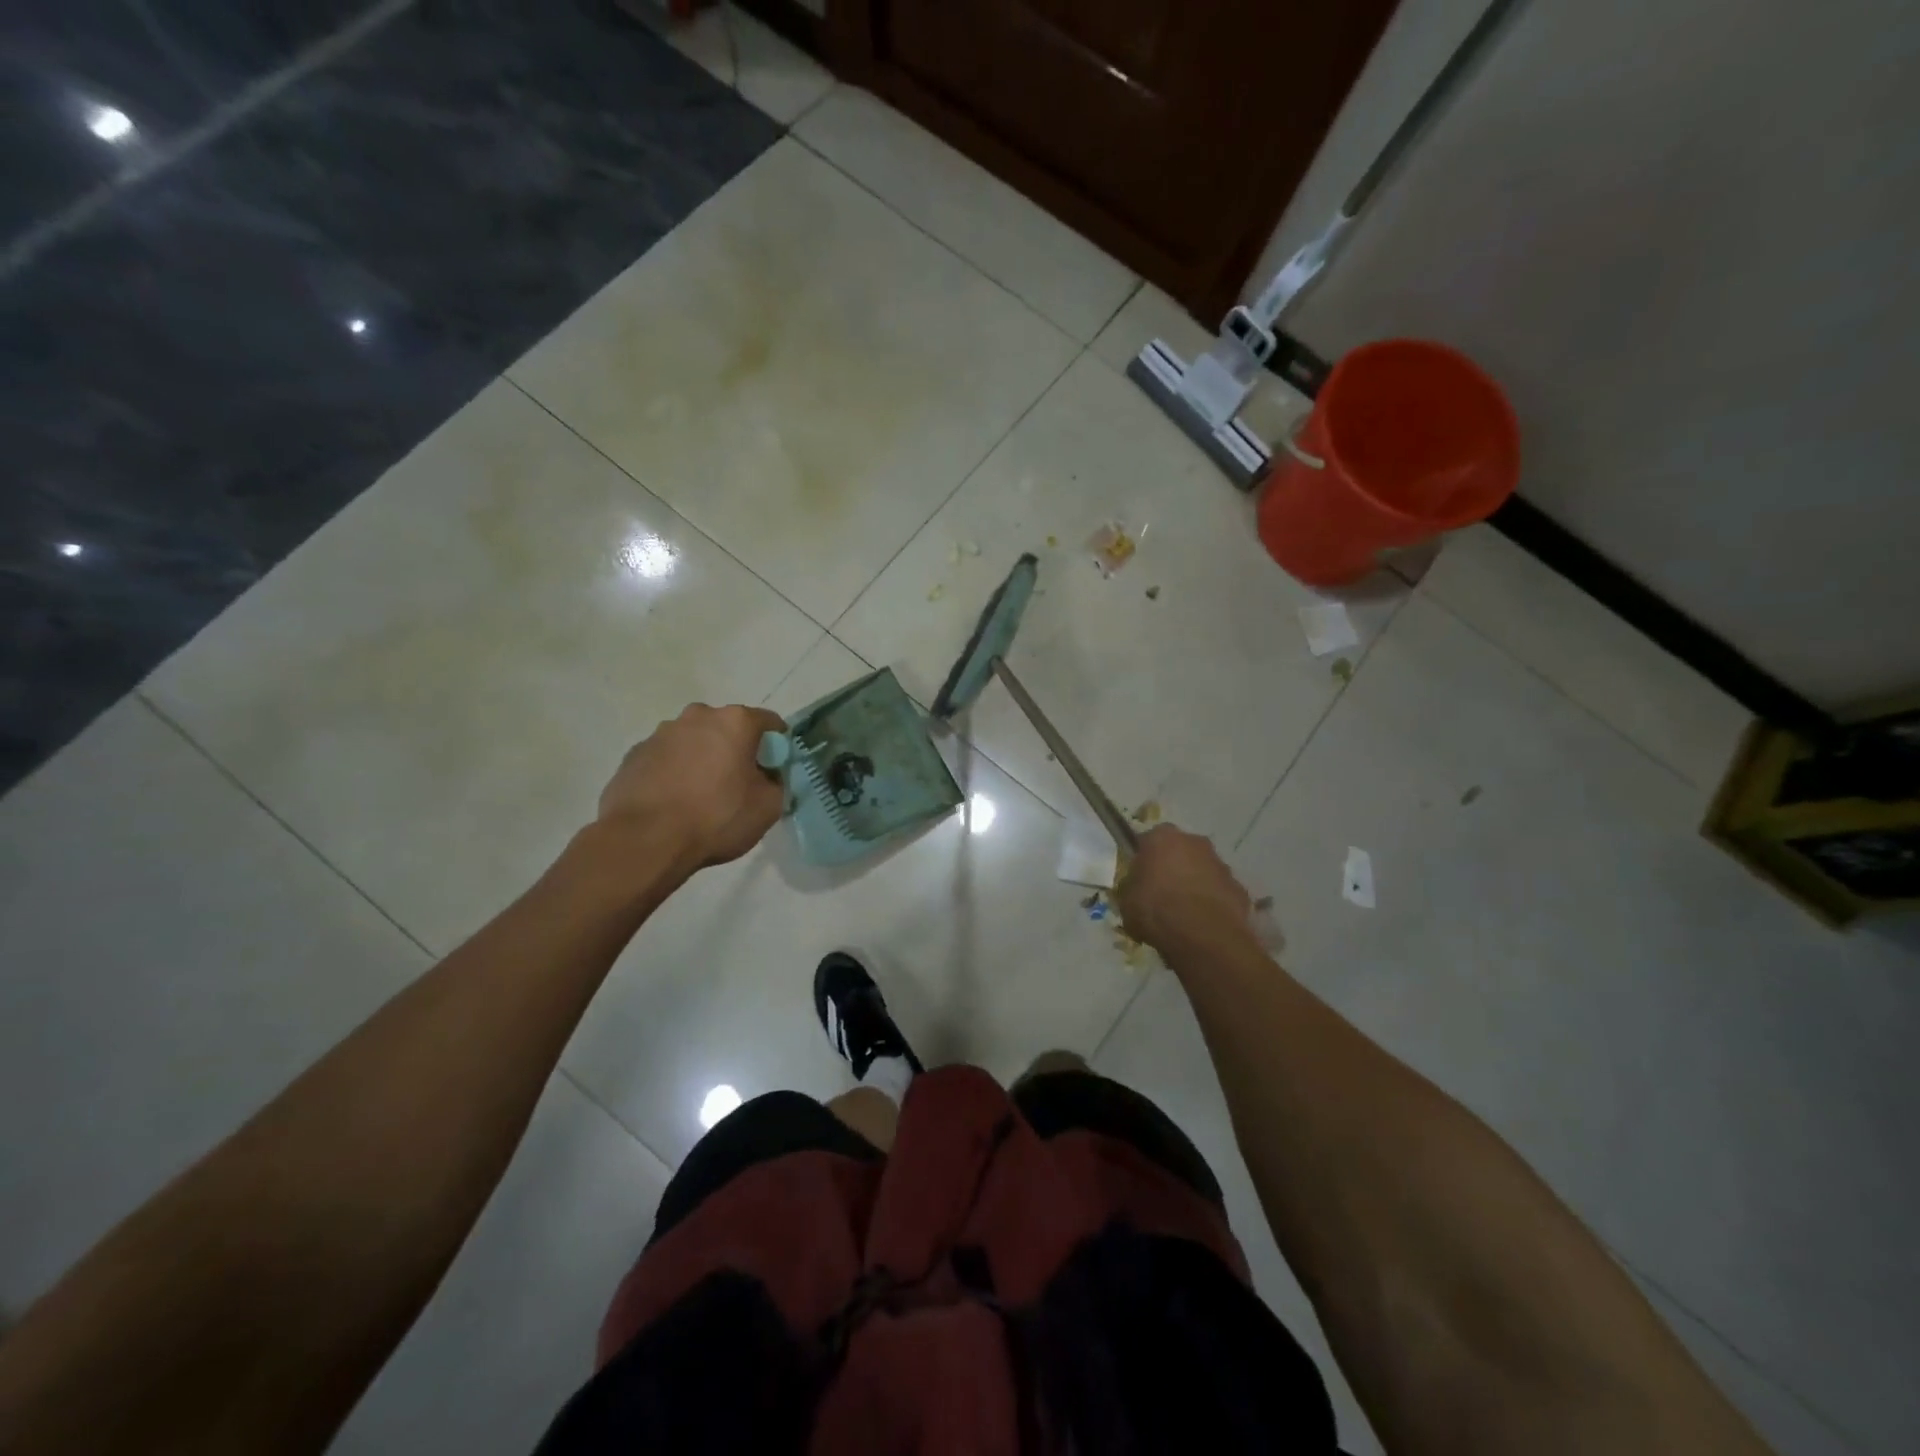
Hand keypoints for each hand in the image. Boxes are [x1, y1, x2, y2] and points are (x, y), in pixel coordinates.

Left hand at [599, 703, 785, 868]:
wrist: (645, 840)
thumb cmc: (716, 818)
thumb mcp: (768, 807)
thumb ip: (776, 783)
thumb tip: (766, 777)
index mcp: (735, 722)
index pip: (769, 722)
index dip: (777, 745)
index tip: (775, 769)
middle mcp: (697, 716)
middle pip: (727, 728)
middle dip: (736, 749)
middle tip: (738, 784)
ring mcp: (660, 733)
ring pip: (694, 741)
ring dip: (703, 759)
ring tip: (700, 797)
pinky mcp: (634, 754)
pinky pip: (666, 759)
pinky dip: (674, 772)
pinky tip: (673, 802)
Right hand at [1117, 824, 1251, 950]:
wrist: (1203, 936)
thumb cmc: (1156, 910)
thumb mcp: (1126, 901)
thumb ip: (1131, 889)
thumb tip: (1136, 891)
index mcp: (1162, 837)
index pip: (1148, 841)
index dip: (1143, 860)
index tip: (1139, 879)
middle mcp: (1194, 842)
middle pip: (1179, 852)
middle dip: (1172, 868)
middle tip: (1161, 895)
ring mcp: (1221, 864)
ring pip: (1202, 870)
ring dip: (1194, 885)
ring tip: (1183, 915)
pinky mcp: (1239, 888)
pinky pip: (1219, 892)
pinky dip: (1211, 903)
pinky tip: (1202, 925)